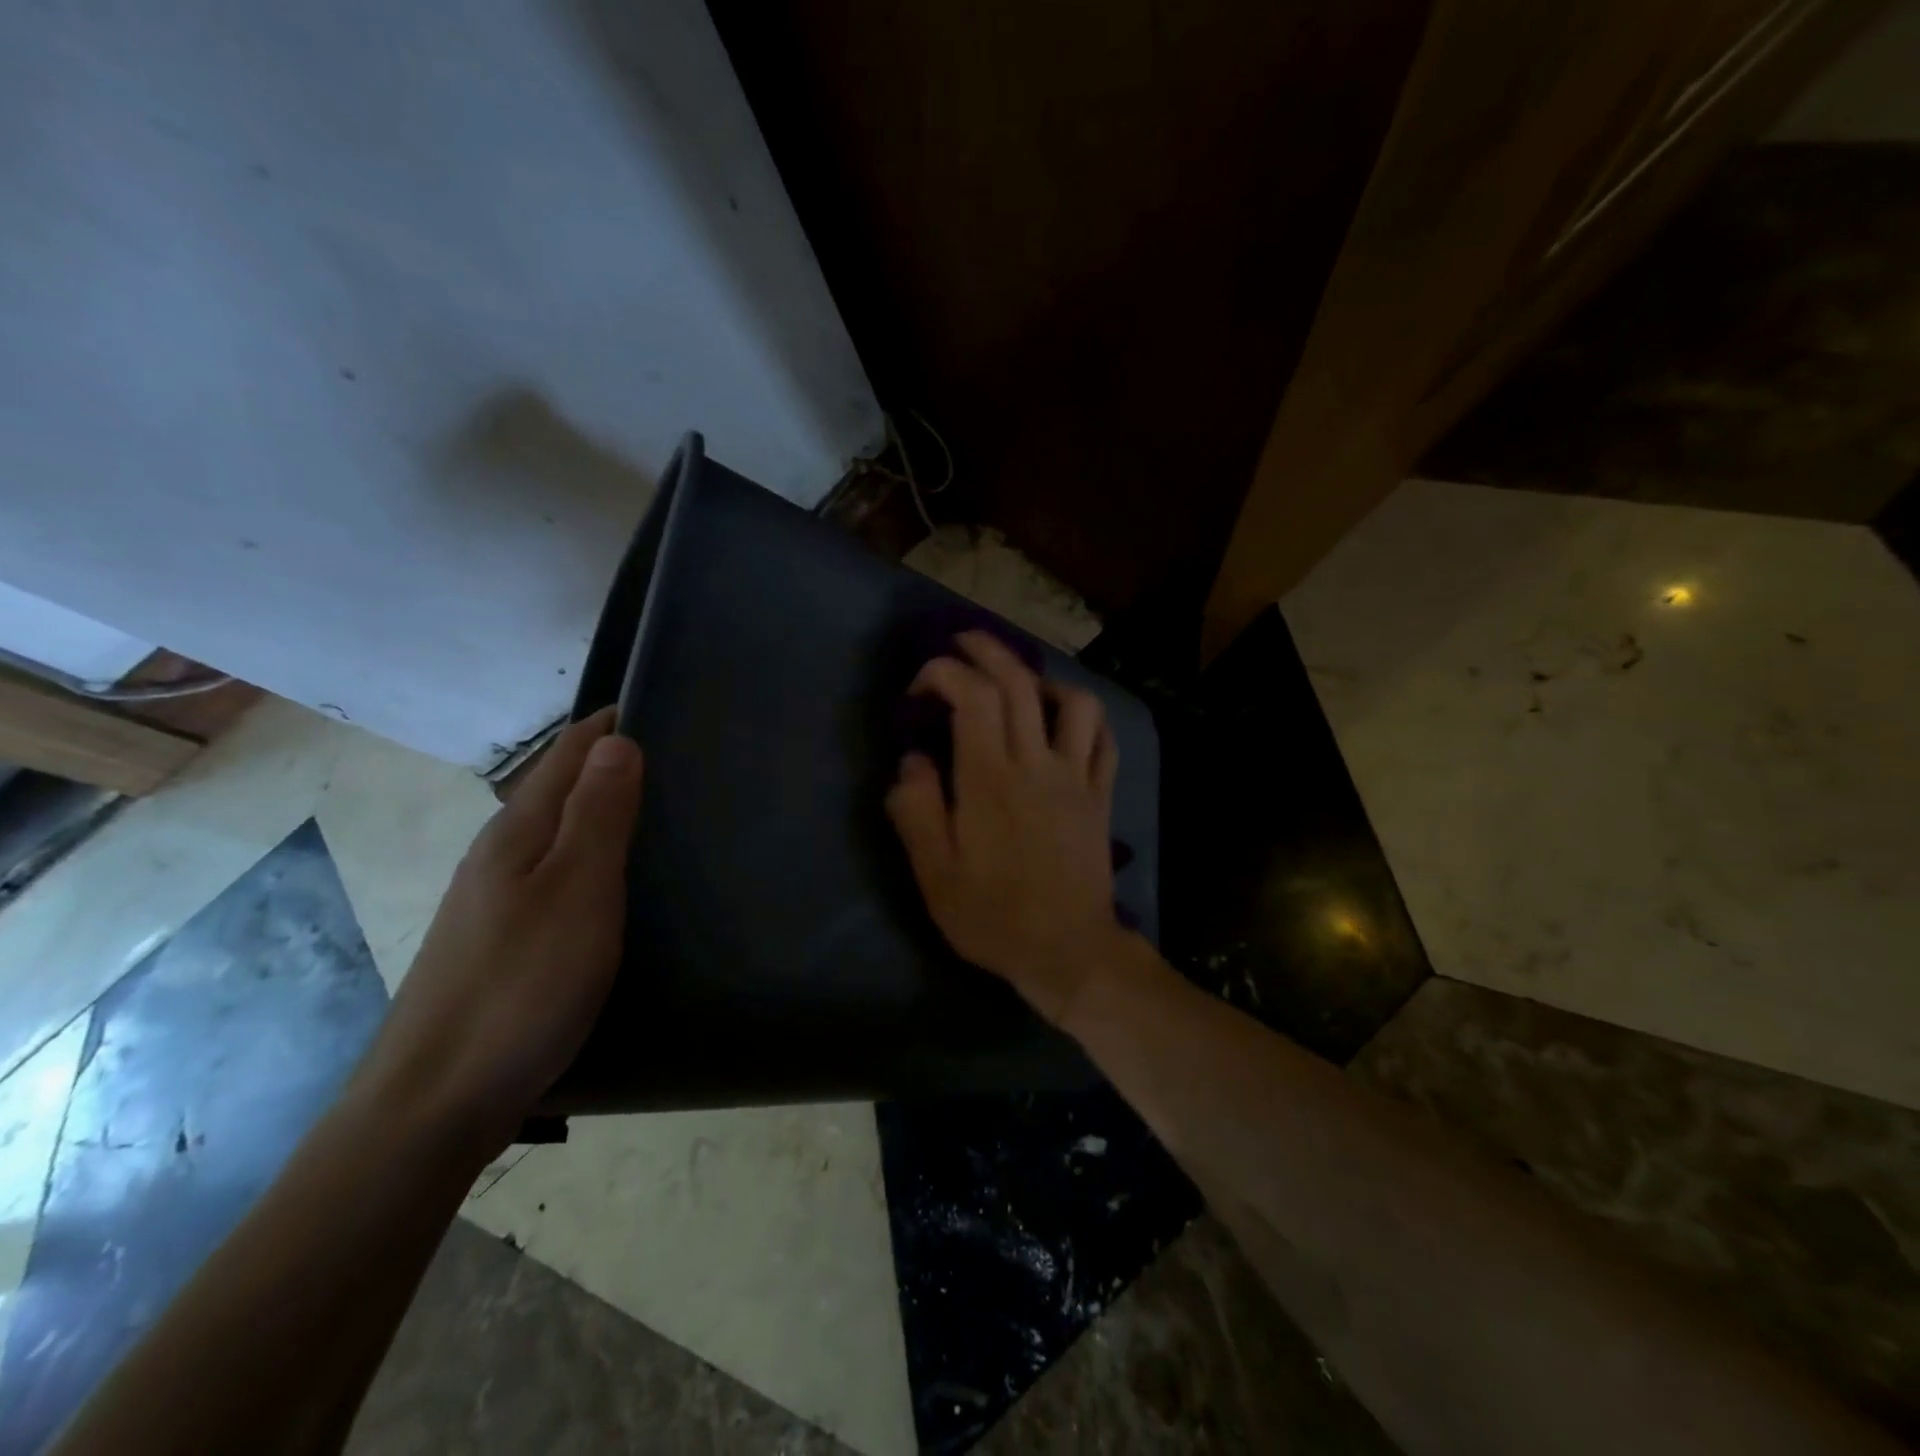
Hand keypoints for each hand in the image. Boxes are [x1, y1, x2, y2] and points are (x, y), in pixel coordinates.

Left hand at [355, 707, 643, 1156]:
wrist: (435, 1103)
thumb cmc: (521, 987)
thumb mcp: (576, 893)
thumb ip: (598, 815)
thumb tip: (614, 738)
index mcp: (518, 833)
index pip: (568, 753)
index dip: (610, 725)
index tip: (663, 704)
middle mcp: (500, 854)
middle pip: (559, 786)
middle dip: (610, 760)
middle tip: (680, 754)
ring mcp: (496, 899)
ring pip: (557, 830)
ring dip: (601, 805)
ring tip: (660, 804)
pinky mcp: (504, 938)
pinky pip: (555, 870)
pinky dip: (591, 852)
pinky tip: (615, 876)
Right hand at [886, 631, 1130, 1025]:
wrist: (1067, 952)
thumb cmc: (993, 916)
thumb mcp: (935, 874)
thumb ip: (917, 810)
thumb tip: (912, 760)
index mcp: (990, 779)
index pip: (973, 696)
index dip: (944, 673)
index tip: (919, 688)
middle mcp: (1037, 764)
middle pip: (1020, 682)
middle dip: (988, 650)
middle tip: (962, 642)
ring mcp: (1076, 777)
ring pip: (1075, 702)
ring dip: (1043, 680)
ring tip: (1019, 686)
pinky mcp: (1100, 796)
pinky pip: (1104, 741)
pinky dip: (1085, 719)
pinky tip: (1065, 724)